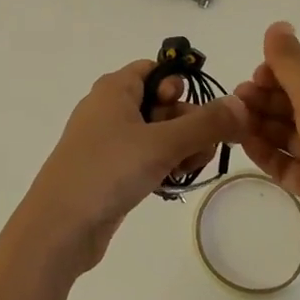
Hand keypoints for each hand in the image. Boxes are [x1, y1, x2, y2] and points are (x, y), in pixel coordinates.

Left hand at [12, 60, 247, 276]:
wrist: (58, 229)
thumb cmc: (107, 171)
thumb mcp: (162, 143)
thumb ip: (206, 123)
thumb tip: (242, 104)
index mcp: (115, 88)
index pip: (156, 69)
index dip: (181, 86)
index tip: (199, 113)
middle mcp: (109, 108)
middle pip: (162, 102)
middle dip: (189, 124)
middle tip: (201, 149)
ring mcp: (107, 141)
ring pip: (156, 133)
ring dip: (179, 148)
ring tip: (186, 170)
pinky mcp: (108, 171)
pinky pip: (144, 157)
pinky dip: (162, 166)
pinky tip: (172, 183)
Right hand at [235, 22, 299, 264]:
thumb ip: (291, 62)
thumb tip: (277, 24)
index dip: (279, 73)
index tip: (252, 78)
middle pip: (297, 103)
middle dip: (266, 99)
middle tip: (235, 101)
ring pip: (290, 133)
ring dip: (262, 124)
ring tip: (233, 122)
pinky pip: (289, 163)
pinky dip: (267, 153)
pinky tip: (243, 145)